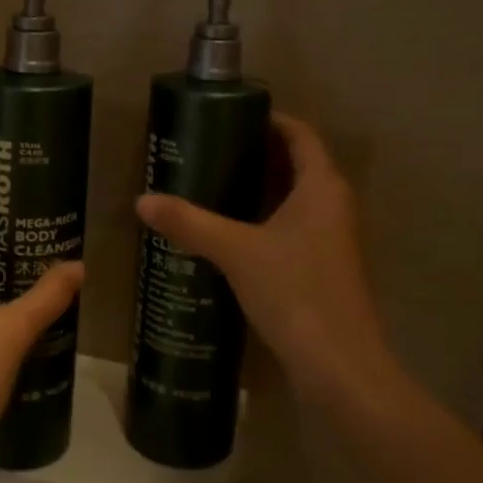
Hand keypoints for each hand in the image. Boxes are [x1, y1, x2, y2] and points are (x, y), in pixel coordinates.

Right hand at [134, 112, 396, 402]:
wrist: (339, 367)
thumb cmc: (295, 293)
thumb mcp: (235, 252)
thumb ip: (189, 223)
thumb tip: (142, 201)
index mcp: (322, 187)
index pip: (300, 134)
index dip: (270, 120)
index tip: (230, 115)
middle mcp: (334, 205)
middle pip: (298, 163)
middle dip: (257, 153)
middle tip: (210, 149)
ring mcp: (333, 239)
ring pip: (296, 197)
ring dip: (261, 187)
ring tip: (213, 184)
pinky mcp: (324, 267)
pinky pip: (294, 226)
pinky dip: (266, 218)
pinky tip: (231, 232)